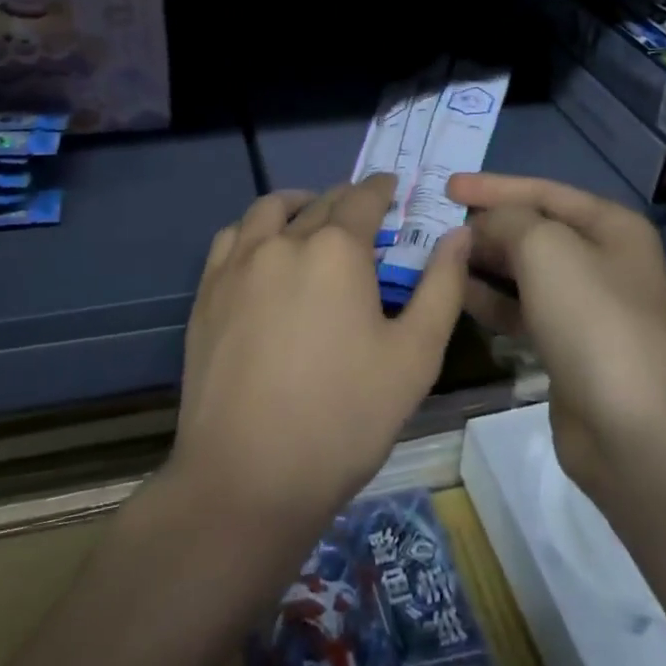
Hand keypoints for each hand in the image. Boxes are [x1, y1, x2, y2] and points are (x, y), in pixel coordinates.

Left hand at [172, 173, 468, 533]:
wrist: (247, 477)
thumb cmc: (344, 418)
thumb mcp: (415, 357)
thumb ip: (442, 287)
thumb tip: (459, 234)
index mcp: (336, 249)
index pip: (363, 197)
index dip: (381, 189)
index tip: (391, 188)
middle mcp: (283, 240)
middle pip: (319, 202)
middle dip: (345, 200)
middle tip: (362, 216)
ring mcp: (237, 264)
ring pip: (269, 211)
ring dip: (296, 206)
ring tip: (310, 222)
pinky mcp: (207, 291)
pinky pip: (231, 238)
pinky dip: (254, 231)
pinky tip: (263, 255)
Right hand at [448, 173, 665, 505]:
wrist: (634, 430)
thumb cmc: (593, 319)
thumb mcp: (545, 247)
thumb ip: (506, 221)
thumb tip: (482, 228)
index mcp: (611, 226)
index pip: (544, 191)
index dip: (494, 186)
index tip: (447, 187)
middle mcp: (603, 260)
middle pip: (535, 229)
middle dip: (488, 224)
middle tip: (436, 223)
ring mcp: (588, 307)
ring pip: (525, 272)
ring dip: (484, 262)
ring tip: (437, 256)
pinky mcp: (569, 347)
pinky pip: (522, 310)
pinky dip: (491, 300)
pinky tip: (457, 295)